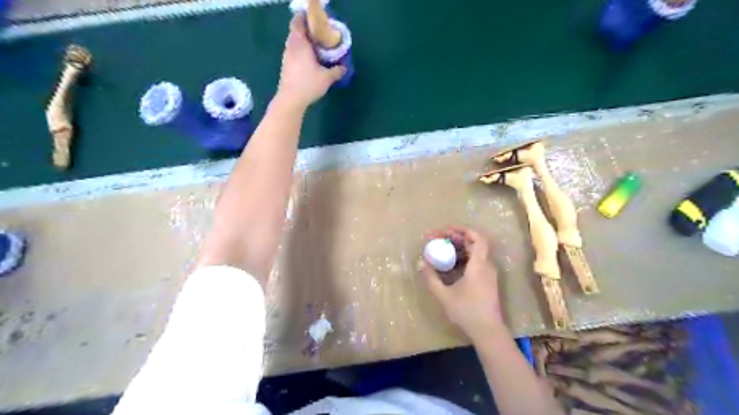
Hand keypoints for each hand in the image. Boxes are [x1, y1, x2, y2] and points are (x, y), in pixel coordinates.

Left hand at [277, 15, 345, 109]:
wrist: (291, 99)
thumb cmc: (308, 84)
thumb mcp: (327, 78)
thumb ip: (336, 71)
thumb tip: (344, 68)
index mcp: (300, 43)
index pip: (298, 22)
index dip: (305, 19)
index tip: (316, 22)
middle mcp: (291, 47)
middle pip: (296, 32)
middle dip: (306, 31)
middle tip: (319, 36)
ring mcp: (286, 57)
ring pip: (294, 43)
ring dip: (303, 43)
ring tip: (316, 48)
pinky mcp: (286, 66)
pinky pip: (293, 53)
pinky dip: (300, 52)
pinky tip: (309, 61)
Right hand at [418, 226, 505, 342]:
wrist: (488, 331)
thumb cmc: (467, 312)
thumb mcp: (444, 295)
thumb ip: (431, 278)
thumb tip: (420, 262)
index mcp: (479, 265)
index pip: (478, 238)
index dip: (463, 229)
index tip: (446, 230)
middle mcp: (486, 265)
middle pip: (475, 242)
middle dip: (456, 237)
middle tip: (439, 238)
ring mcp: (488, 273)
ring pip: (475, 252)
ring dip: (459, 247)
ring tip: (442, 249)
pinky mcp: (487, 280)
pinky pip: (476, 261)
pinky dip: (463, 257)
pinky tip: (450, 264)